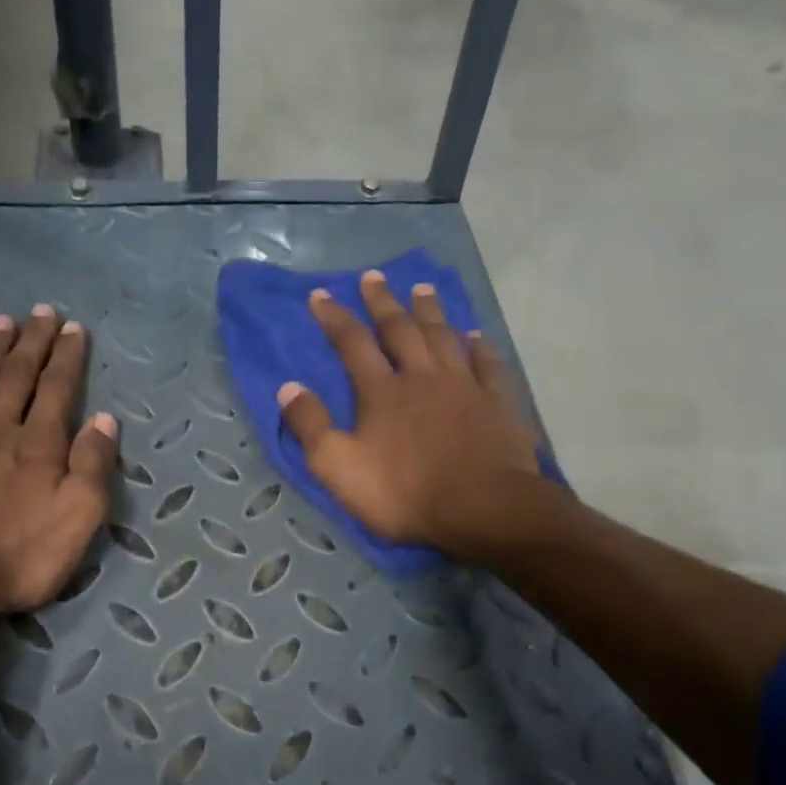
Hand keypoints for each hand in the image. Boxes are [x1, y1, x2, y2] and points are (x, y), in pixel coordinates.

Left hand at [0, 306, 117, 622]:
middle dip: (33, 342)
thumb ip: (93, 466)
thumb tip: (106, 420)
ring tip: (1, 321)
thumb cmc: (18, 554)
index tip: (74, 327)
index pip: (59, 389)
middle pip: (18, 376)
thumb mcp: (78, 518)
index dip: (68, 357)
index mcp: (40, 444)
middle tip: (41, 311)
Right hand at [278, 270, 541, 556]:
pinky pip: (487, 365)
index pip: (352, 343)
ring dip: (430, 312)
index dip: (334, 318)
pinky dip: (479, 347)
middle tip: (373, 276)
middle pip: (400, 330)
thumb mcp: (339, 467)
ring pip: (444, 338)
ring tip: (422, 288)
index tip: (320, 294)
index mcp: (382, 391)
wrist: (481, 508)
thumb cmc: (404, 492)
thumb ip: (311, 426)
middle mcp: (422, 377)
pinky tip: (475, 336)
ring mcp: (464, 387)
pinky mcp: (496, 404)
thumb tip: (288, 388)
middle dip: (382, 303)